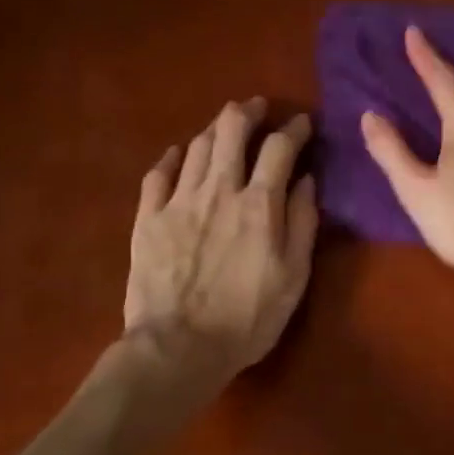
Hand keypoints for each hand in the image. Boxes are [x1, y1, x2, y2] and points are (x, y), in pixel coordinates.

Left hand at [125, 99, 318, 379]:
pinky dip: (172, 158)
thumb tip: (306, 180)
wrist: (178, 347)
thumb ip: (302, 223)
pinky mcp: (147, 219)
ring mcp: (178, 201)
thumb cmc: (247, 318)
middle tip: (257, 107)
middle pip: (231, 131)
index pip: (280, 148)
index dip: (294, 129)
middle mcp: (218, 190)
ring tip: (224, 125)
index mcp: (259, 204)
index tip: (302, 123)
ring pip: (196, 147)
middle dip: (247, 112)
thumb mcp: (294, 277)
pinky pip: (157, 175)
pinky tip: (178, 154)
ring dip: (214, 128)